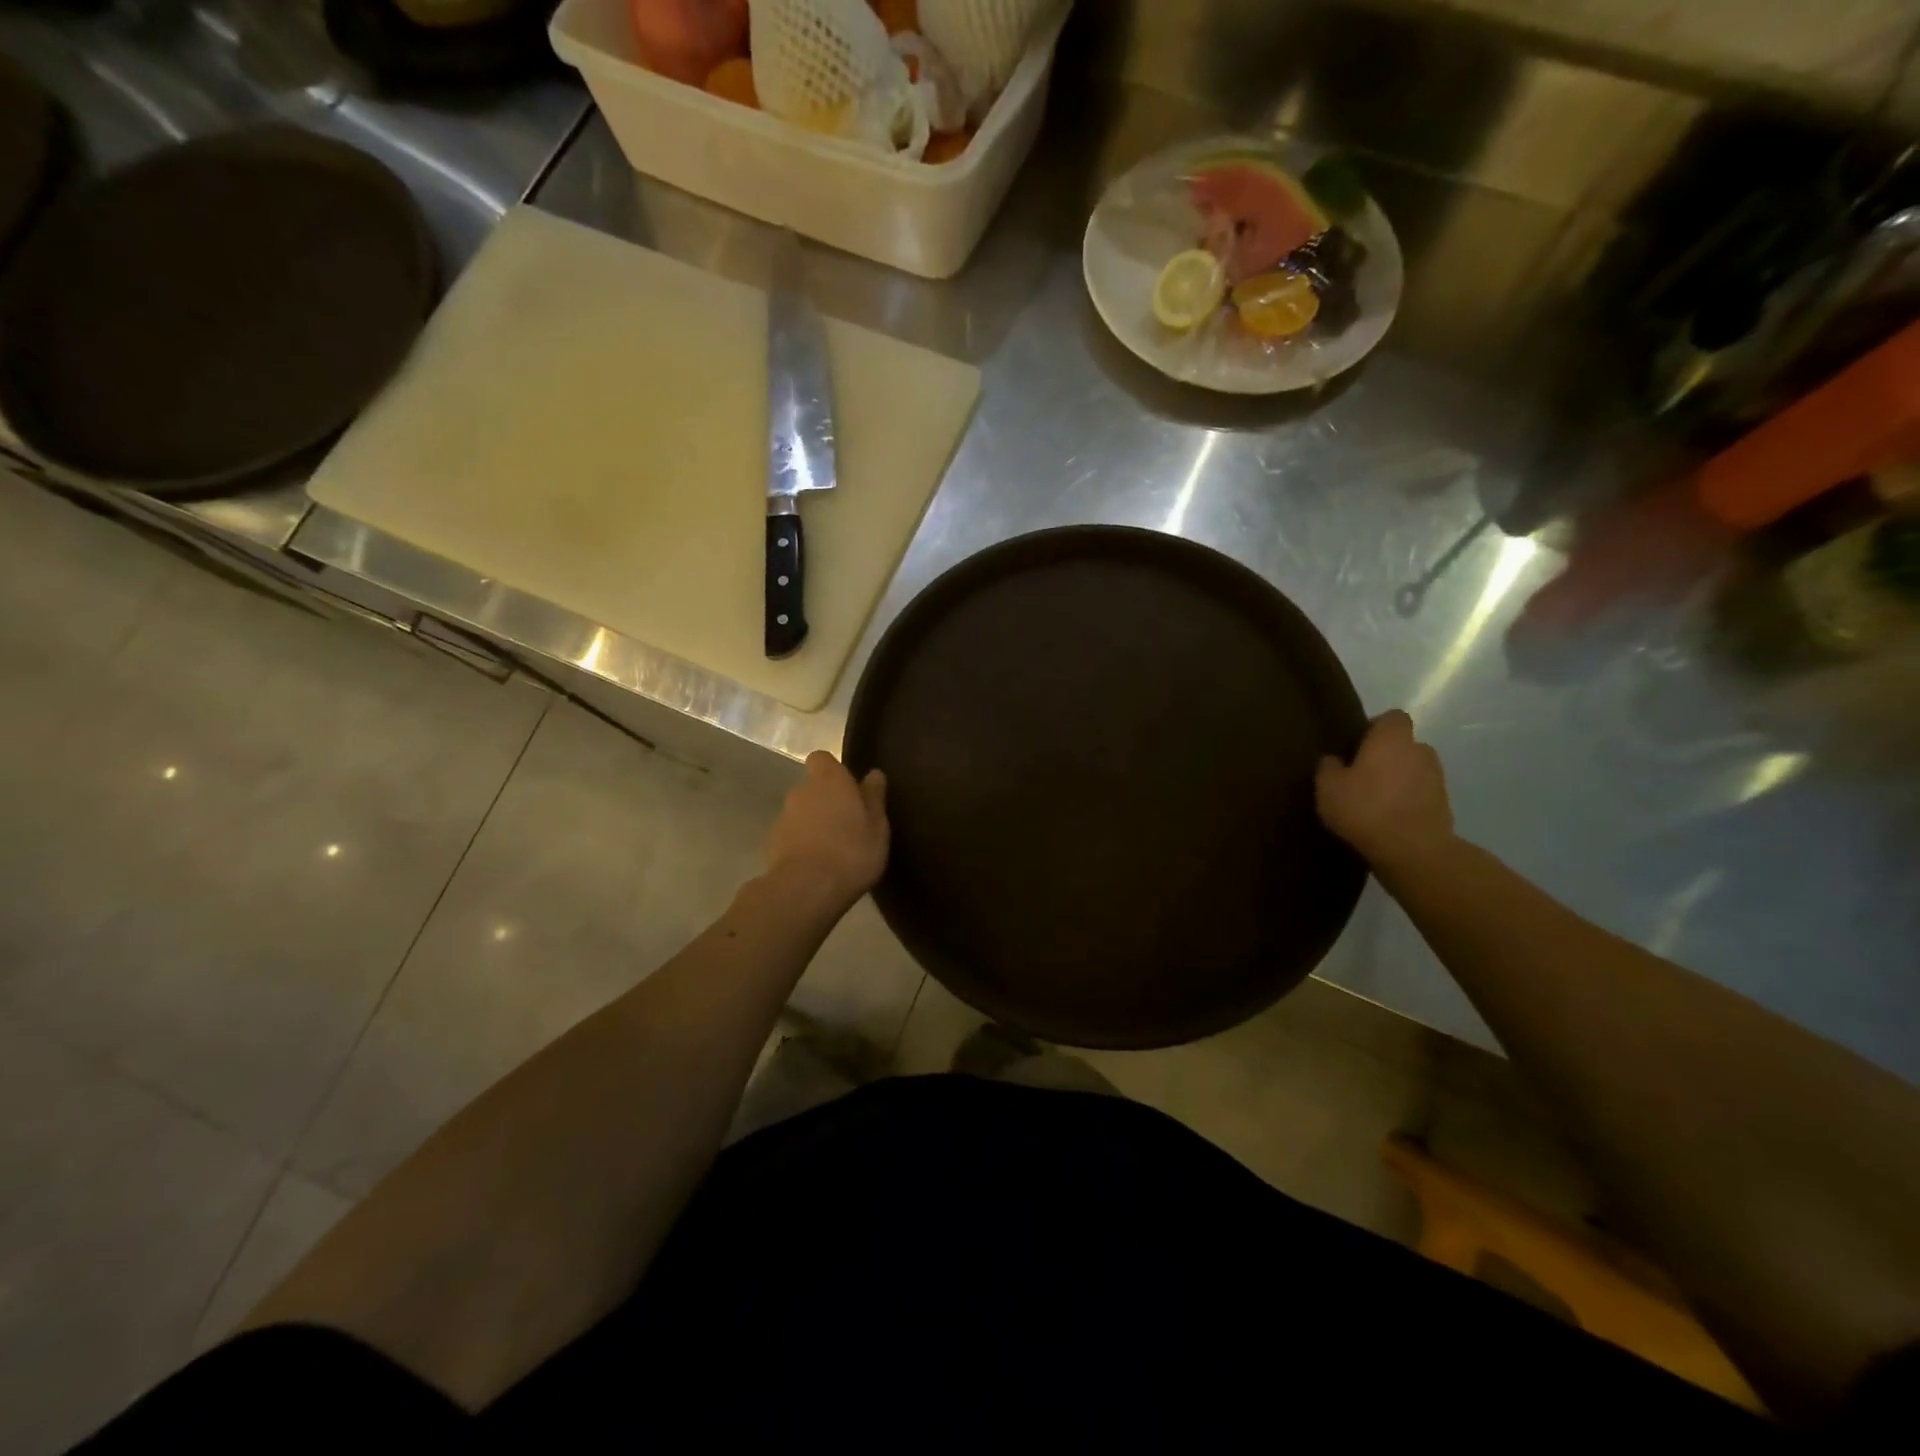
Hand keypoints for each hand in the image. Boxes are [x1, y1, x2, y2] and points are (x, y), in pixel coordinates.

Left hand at [765, 751, 889, 912]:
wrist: (806, 889)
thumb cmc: (851, 851)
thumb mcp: (877, 826)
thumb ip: (874, 797)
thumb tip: (873, 773)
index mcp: (829, 780)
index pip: (822, 759)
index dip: (834, 770)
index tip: (849, 787)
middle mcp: (801, 791)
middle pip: (813, 787)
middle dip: (827, 800)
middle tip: (848, 823)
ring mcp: (783, 818)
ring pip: (802, 813)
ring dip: (814, 823)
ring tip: (834, 848)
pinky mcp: (772, 844)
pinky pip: (792, 836)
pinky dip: (802, 844)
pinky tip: (817, 865)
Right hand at [1315, 710, 1454, 873]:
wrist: (1413, 851)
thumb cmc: (1365, 808)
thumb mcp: (1328, 787)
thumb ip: (1328, 767)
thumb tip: (1333, 759)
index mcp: (1392, 739)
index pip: (1392, 717)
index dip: (1376, 727)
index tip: (1357, 744)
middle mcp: (1420, 750)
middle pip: (1404, 745)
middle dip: (1387, 756)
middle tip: (1361, 775)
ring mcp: (1437, 778)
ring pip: (1414, 770)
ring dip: (1398, 780)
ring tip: (1375, 800)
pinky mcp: (1444, 805)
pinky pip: (1420, 794)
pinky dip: (1407, 801)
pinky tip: (1387, 819)